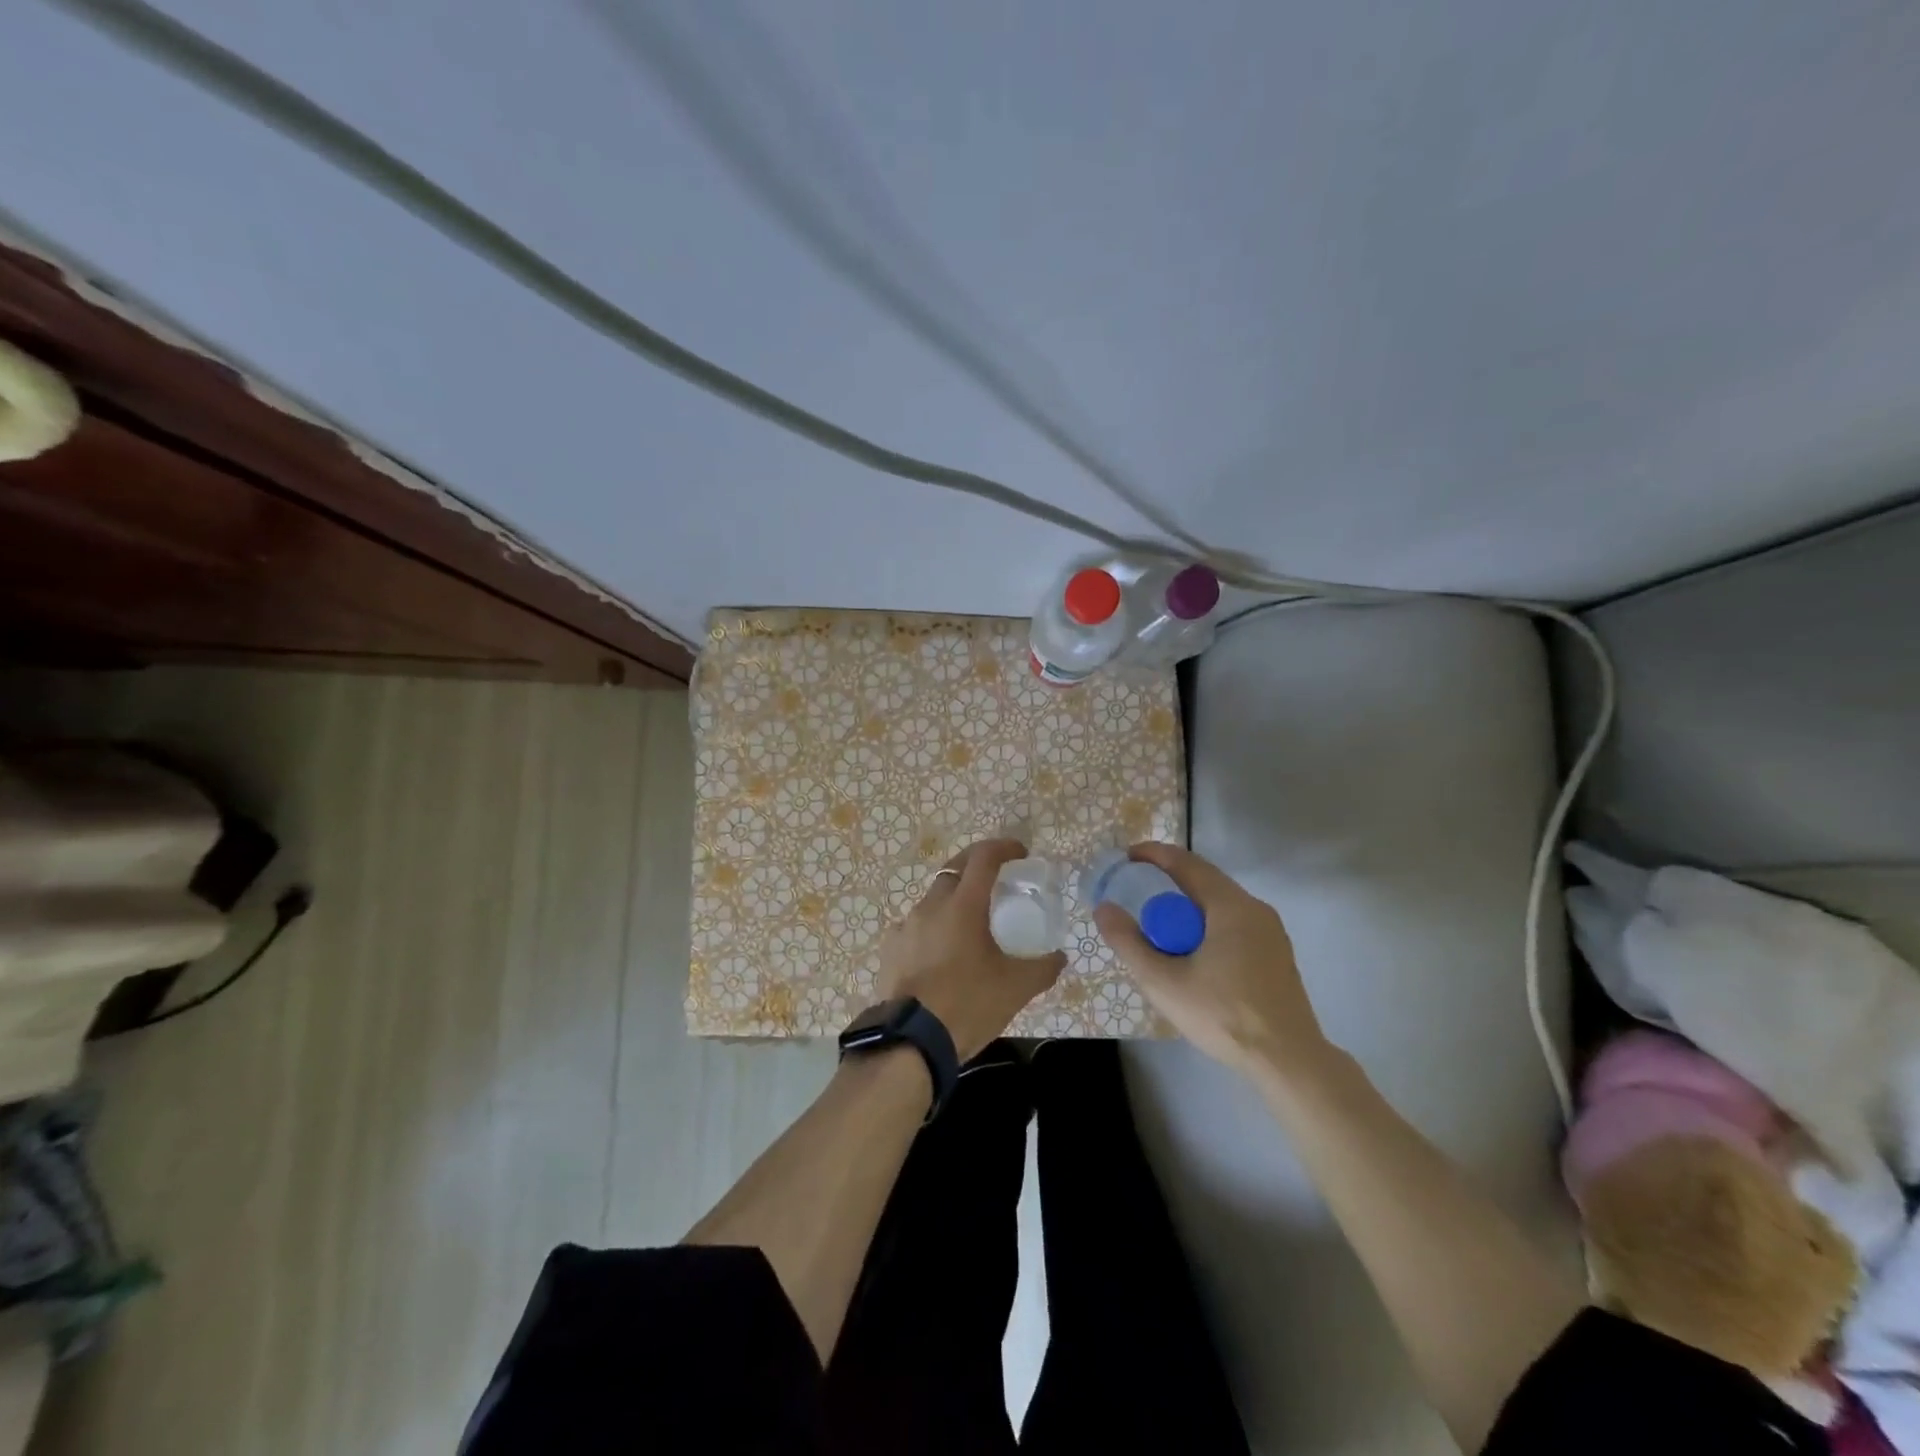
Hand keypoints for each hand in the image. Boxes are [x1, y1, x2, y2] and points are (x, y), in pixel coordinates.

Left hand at [877, 839, 1064, 1061]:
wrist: (912, 1041)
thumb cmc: (968, 1004)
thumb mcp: (1016, 988)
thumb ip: (1043, 968)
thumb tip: (1060, 957)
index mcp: (963, 905)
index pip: (983, 857)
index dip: (1003, 847)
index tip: (1020, 853)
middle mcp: (931, 905)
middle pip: (955, 870)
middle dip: (977, 867)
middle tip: (997, 881)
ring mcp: (906, 925)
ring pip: (933, 899)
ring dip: (953, 900)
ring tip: (970, 924)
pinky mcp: (890, 947)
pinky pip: (915, 926)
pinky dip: (932, 929)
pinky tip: (941, 953)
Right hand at [1093, 842, 1331, 1078]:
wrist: (1288, 1061)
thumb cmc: (1223, 1015)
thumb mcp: (1163, 982)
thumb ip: (1129, 942)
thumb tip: (1104, 908)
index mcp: (1230, 906)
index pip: (1187, 863)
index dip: (1153, 855)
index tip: (1126, 857)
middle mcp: (1255, 909)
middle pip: (1204, 882)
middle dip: (1167, 882)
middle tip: (1136, 894)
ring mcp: (1271, 932)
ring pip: (1219, 905)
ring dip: (1187, 907)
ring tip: (1159, 927)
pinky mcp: (1276, 955)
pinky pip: (1233, 924)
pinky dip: (1206, 925)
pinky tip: (1192, 954)